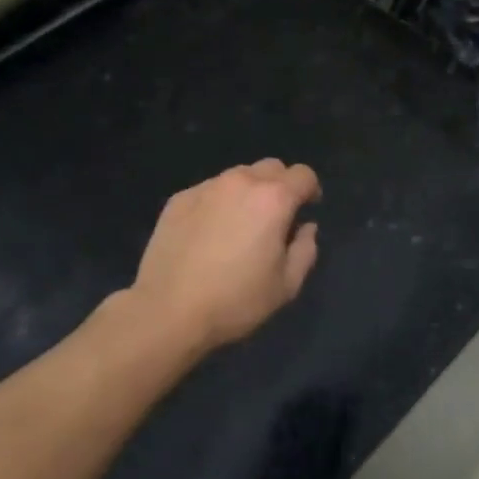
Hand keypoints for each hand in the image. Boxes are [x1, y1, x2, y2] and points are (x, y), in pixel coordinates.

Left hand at [130, 160, 321, 350]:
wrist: (167, 311)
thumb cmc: (235, 301)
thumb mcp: (286, 286)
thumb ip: (305, 250)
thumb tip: (306, 228)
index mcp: (273, 199)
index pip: (303, 174)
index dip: (311, 190)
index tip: (307, 210)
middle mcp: (241, 182)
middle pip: (271, 167)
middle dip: (281, 185)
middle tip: (275, 217)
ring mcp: (206, 187)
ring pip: (239, 176)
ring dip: (249, 192)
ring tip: (240, 224)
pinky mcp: (179, 199)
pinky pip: (210, 190)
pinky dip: (219, 202)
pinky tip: (209, 233)